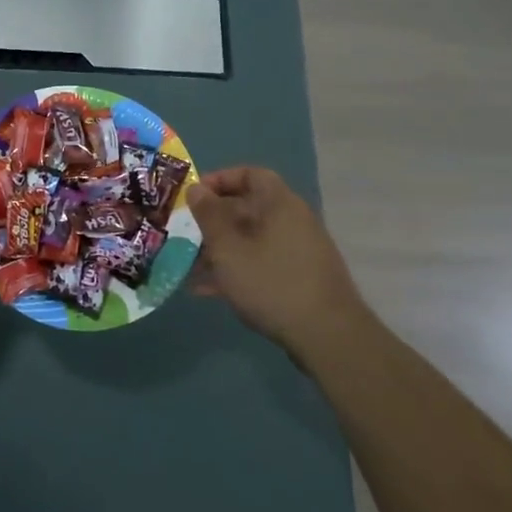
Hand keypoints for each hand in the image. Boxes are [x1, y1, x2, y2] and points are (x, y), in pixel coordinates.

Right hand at [186, 166, 366, 346]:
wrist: (327, 336)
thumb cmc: (271, 283)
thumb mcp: (228, 249)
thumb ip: (208, 216)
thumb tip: (196, 189)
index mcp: (280, 204)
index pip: (250, 175)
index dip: (220, 180)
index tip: (194, 196)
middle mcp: (292, 221)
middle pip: (247, 209)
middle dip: (212, 222)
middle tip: (184, 234)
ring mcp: (298, 251)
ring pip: (251, 240)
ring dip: (219, 250)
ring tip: (188, 267)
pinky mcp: (298, 278)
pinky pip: (260, 263)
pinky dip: (236, 270)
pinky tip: (208, 291)